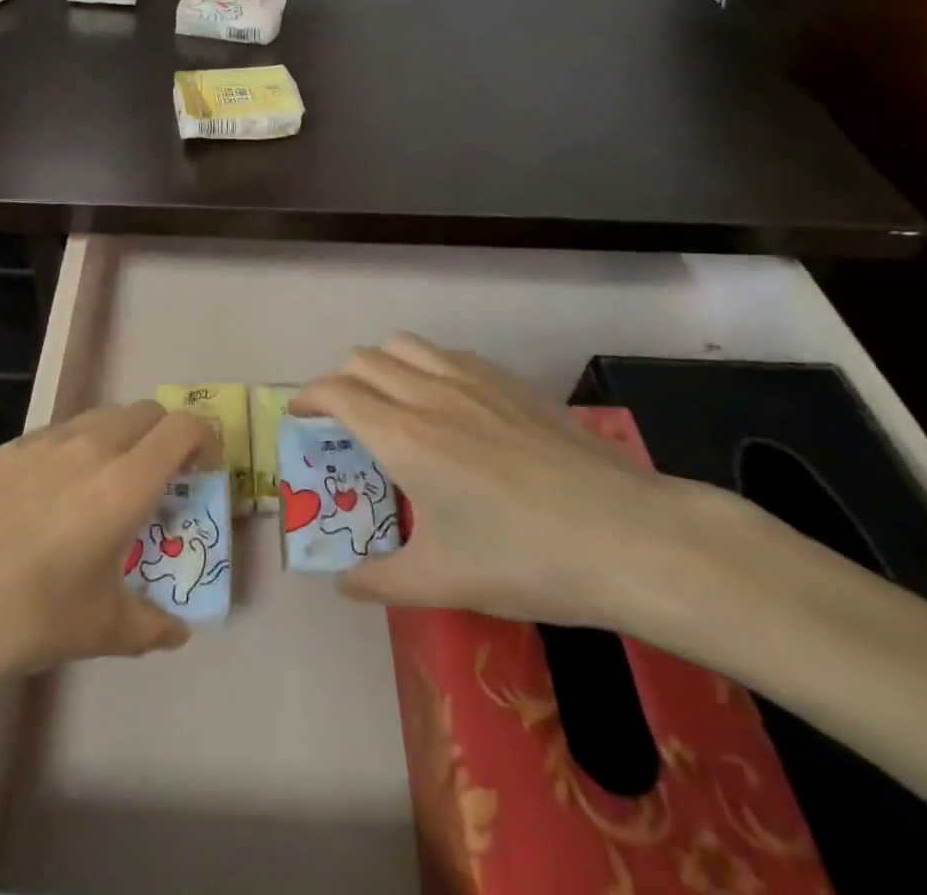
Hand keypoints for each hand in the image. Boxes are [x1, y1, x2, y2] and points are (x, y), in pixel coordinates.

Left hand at [0, 402, 217, 690]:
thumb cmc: (24, 613)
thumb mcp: (96, 629)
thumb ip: (148, 626)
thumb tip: (177, 632)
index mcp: (125, 482)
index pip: (183, 428)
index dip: (205, 439)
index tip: (204, 471)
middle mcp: (92, 445)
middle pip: (147, 412)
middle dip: (166, 437)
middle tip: (161, 482)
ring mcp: (47, 440)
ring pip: (104, 416)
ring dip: (124, 438)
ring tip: (109, 487)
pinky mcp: (11, 447)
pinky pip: (63, 432)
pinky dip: (81, 447)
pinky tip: (56, 495)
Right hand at [295, 333, 714, 630]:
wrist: (629, 536)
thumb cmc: (526, 559)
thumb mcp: (444, 581)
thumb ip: (381, 579)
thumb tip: (342, 582)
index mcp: (403, 436)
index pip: (336, 392)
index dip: (307, 397)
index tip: (297, 415)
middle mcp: (429, 393)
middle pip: (362, 360)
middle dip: (337, 380)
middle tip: (338, 416)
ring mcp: (473, 380)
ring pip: (404, 345)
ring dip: (379, 363)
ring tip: (385, 399)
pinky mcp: (509, 381)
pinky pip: (446, 353)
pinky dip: (423, 364)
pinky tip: (443, 400)